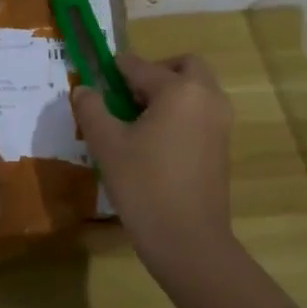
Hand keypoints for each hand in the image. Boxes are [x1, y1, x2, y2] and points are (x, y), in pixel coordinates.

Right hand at [75, 52, 296, 307]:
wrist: (189, 241)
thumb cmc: (144, 186)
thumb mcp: (107, 145)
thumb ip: (92, 109)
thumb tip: (84, 90)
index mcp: (179, 90)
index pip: (141, 66)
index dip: (115, 70)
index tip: (97, 78)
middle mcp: (207, 97)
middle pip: (183, 66)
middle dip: (155, 72)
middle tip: (127, 95)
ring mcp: (220, 122)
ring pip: (195, 89)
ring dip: (169, 92)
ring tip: (136, 121)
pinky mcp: (222, 146)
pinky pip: (200, 112)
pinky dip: (180, 113)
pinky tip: (154, 141)